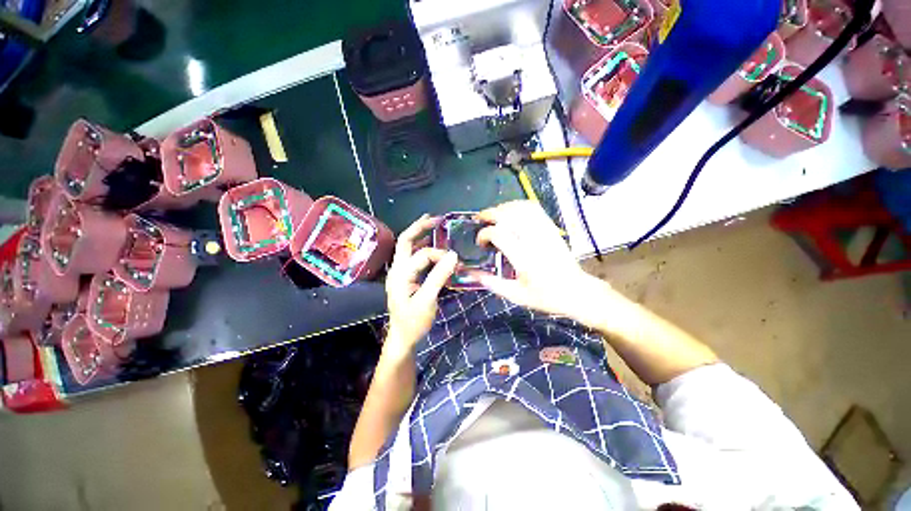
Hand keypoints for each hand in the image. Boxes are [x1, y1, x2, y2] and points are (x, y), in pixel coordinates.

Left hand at [385, 214, 458, 353]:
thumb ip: (439, 276)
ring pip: (407, 247)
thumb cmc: (414, 322)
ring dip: (419, 235)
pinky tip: (430, 244)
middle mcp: (397, 269)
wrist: (403, 338)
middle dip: (419, 227)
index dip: (439, 255)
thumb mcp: (427, 300)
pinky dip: (421, 247)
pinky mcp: (405, 277)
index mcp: (400, 274)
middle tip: (435, 218)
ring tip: (433, 225)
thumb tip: (453, 255)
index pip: (421, 255)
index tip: (455, 261)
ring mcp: (399, 273)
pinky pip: (412, 257)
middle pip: (405, 241)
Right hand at [475, 201, 607, 319]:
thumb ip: (493, 283)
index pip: (499, 234)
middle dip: (490, 214)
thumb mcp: (516, 296)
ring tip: (493, 215)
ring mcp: (545, 232)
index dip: (484, 234)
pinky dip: (519, 205)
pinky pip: (534, 209)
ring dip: (503, 208)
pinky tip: (511, 211)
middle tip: (479, 220)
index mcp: (524, 259)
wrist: (576, 292)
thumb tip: (473, 274)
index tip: (480, 243)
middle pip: (509, 215)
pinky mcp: (551, 228)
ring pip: (521, 208)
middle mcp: (534, 241)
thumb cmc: (545, 296)